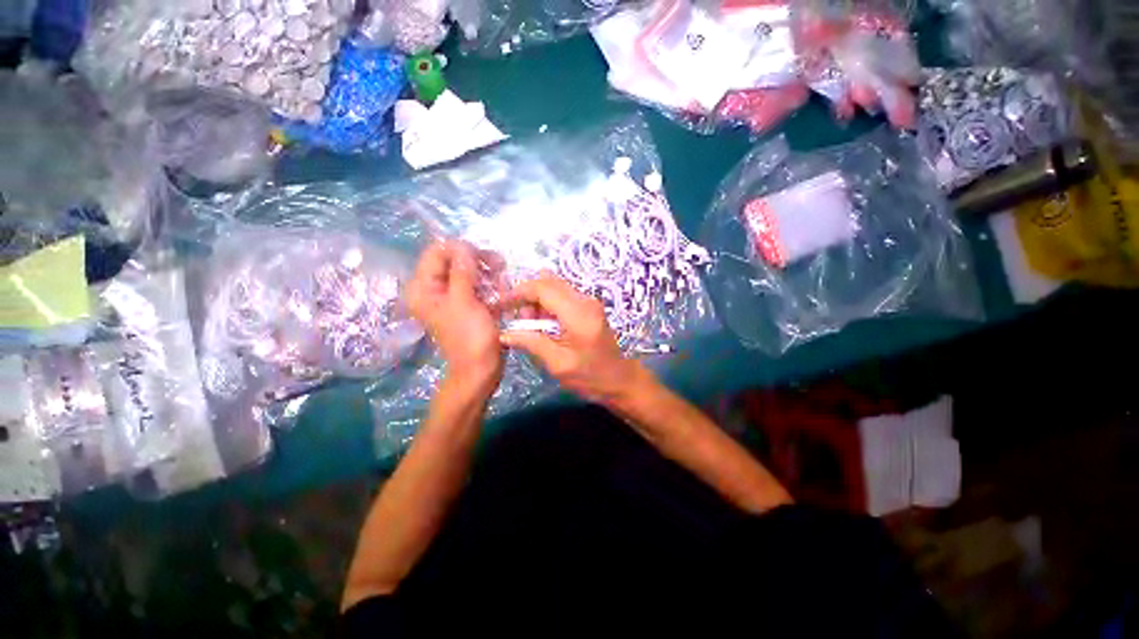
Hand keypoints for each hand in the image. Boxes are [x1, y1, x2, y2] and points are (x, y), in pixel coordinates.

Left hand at [406, 240, 502, 391]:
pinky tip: (502, 293)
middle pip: (454, 259)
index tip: (483, 258)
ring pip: (470, 270)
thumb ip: (461, 271)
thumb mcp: (464, 302)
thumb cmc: (470, 337)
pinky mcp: (469, 303)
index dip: (460, 249)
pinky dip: (492, 285)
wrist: (481, 369)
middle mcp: (435, 289)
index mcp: (424, 288)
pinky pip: (479, 284)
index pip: (436, 252)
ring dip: (489, 273)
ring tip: (502, 284)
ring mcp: (453, 296)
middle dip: (478, 261)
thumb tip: (463, 244)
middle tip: (499, 266)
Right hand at [500, 272, 652, 405]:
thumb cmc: (590, 376)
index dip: (518, 292)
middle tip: (519, 320)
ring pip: (554, 286)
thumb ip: (532, 344)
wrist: (619, 379)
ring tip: (531, 326)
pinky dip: (547, 304)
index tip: (501, 304)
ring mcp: (589, 301)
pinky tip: (544, 324)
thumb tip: (504, 333)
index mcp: (578, 314)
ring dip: (537, 300)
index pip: (543, 288)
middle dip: (527, 296)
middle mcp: (585, 300)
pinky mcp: (588, 306)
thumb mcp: (558, 364)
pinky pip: (562, 295)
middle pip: (548, 282)